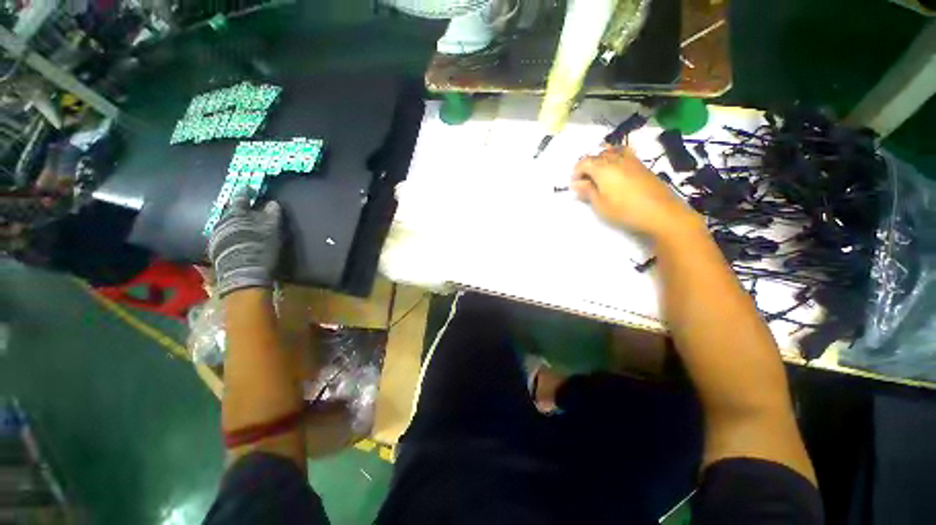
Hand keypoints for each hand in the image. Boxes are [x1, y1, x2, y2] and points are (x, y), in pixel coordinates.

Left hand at [208, 194, 281, 296]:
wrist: (242, 274)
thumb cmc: (260, 247)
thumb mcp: (271, 230)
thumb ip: (272, 215)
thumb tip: (273, 202)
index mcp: (236, 215)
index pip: (240, 198)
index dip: (246, 192)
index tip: (249, 188)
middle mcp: (222, 222)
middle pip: (230, 211)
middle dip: (238, 210)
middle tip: (247, 210)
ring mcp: (216, 236)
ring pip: (225, 224)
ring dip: (234, 223)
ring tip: (243, 226)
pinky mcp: (215, 250)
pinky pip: (223, 236)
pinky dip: (230, 235)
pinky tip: (236, 240)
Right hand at [572, 147, 700, 238]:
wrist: (661, 212)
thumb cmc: (624, 210)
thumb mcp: (600, 204)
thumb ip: (587, 191)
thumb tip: (576, 183)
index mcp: (602, 168)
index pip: (583, 162)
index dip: (576, 172)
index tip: (574, 186)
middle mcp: (616, 158)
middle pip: (596, 155)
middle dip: (587, 167)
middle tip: (585, 183)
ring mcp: (631, 159)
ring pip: (611, 152)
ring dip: (601, 161)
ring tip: (599, 175)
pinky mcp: (641, 165)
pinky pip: (623, 154)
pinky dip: (614, 158)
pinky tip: (616, 171)